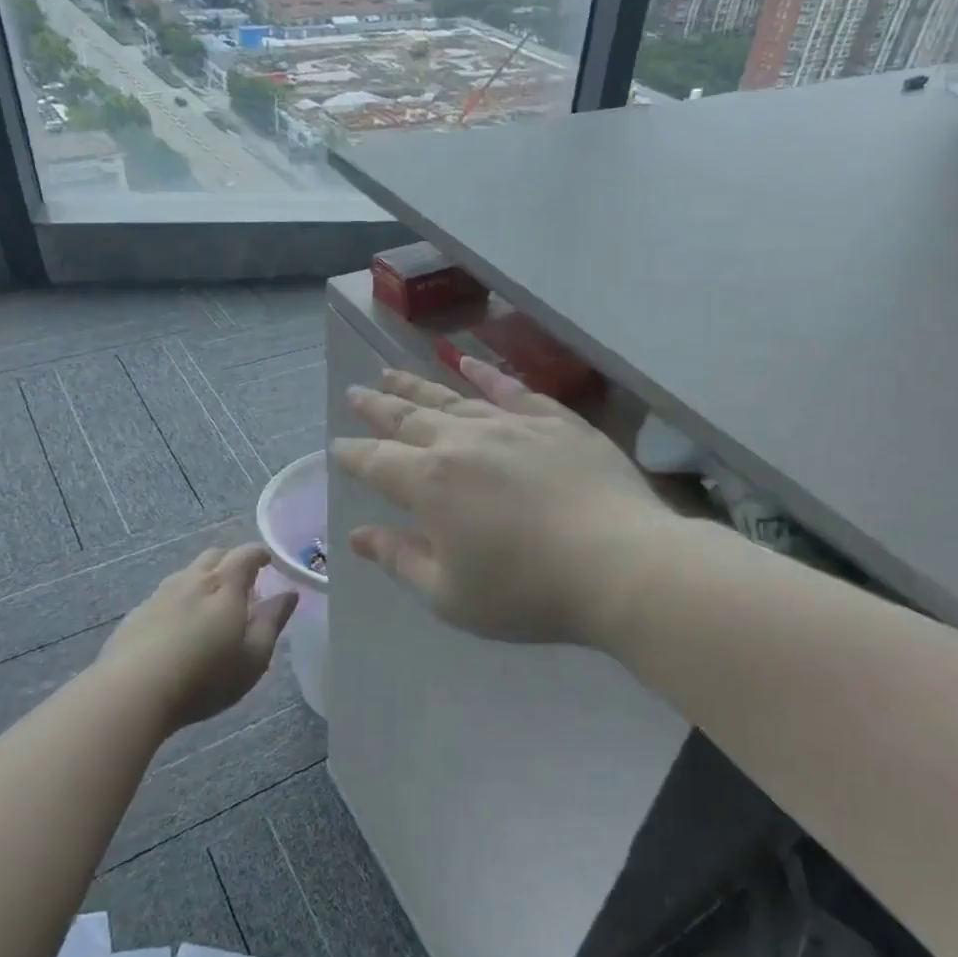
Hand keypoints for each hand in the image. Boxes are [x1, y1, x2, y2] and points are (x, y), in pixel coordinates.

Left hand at [97, 544, 296, 729]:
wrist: (131, 693)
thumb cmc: (205, 677)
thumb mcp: (254, 657)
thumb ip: (273, 621)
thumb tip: (289, 593)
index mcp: (225, 585)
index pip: (246, 554)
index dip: (261, 554)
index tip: (271, 563)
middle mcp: (192, 580)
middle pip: (215, 556)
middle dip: (232, 562)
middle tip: (244, 585)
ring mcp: (160, 595)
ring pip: (187, 574)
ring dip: (203, 580)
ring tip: (211, 606)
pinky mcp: (136, 615)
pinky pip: (164, 595)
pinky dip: (179, 600)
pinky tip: (178, 627)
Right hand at [332, 359, 668, 645]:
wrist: (619, 565)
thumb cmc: (526, 591)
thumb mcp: (449, 594)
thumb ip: (400, 559)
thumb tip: (359, 537)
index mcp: (429, 483)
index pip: (376, 461)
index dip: (353, 454)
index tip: (338, 446)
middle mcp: (462, 441)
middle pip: (407, 417)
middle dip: (377, 406)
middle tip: (356, 391)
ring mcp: (510, 424)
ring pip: (451, 397)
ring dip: (417, 385)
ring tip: (392, 371)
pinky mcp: (554, 420)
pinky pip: (511, 388)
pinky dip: (486, 374)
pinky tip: (468, 362)